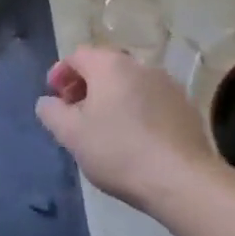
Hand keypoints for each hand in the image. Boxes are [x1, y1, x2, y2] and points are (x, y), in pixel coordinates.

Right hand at [35, 45, 234, 216]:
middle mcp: (140, 66)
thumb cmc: (118, 151)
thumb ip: (51, 112)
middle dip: (86, 86)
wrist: (182, 180)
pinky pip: (151, 100)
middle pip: (105, 67)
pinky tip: (134, 138)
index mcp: (110, 65)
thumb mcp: (71, 135)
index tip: (54, 97)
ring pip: (130, 84)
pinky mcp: (186, 107)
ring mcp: (168, 85)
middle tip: (75, 113)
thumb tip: (48, 102)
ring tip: (104, 127)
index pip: (77, 55)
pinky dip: (136, 110)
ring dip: (112, 98)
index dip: (60, 73)